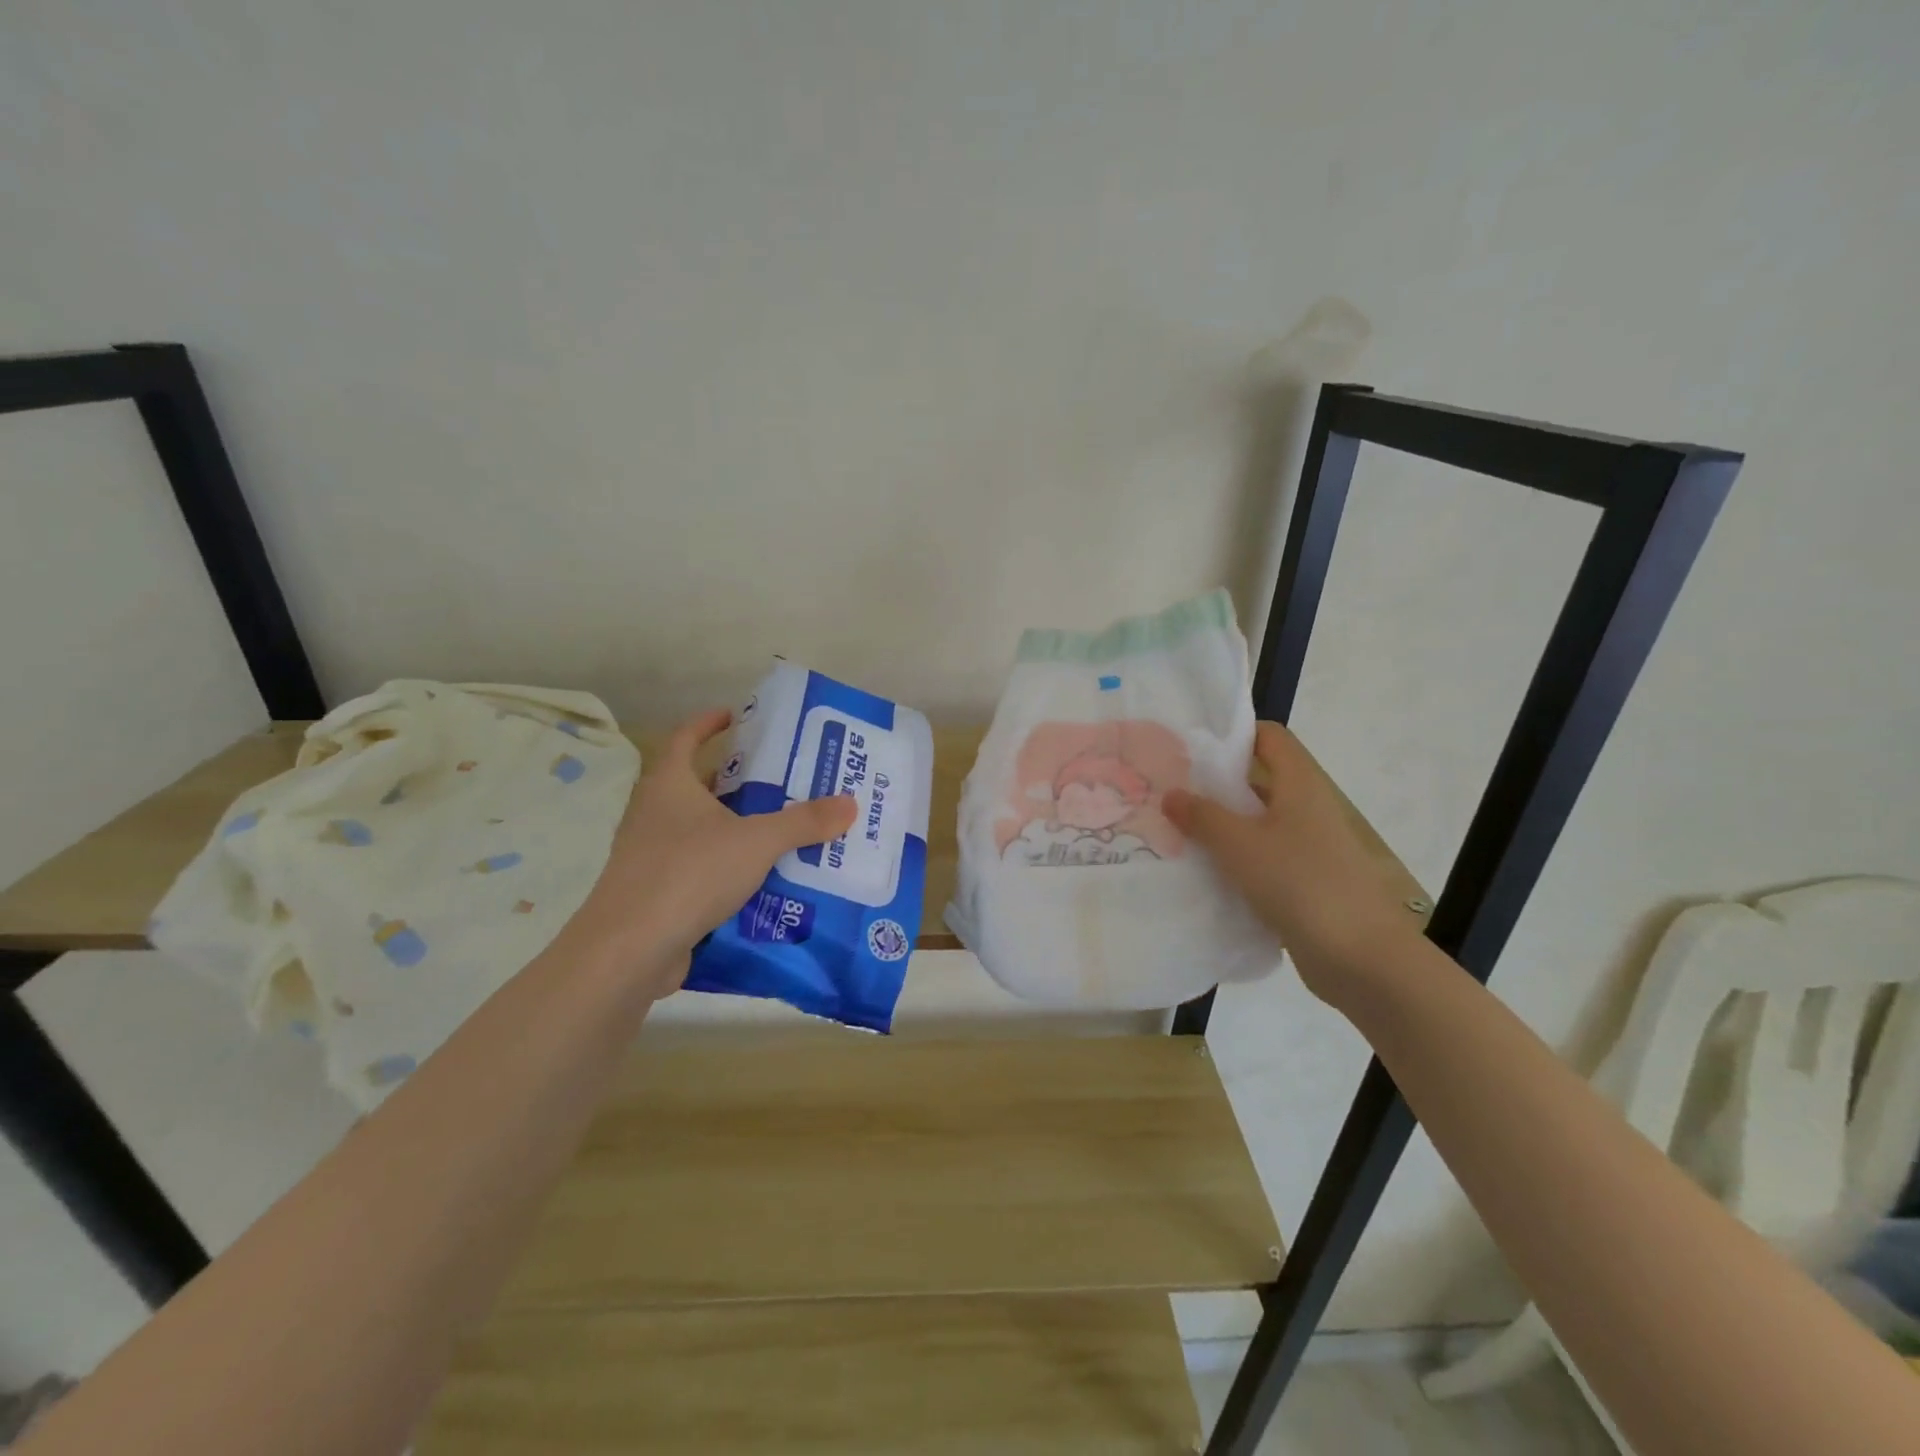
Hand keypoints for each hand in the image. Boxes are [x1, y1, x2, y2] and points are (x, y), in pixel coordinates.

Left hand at [564, 708, 856, 997]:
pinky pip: (699, 869)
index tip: (735, 716)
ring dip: (735, 827)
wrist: (630, 950)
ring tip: (781, 829)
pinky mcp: (656, 894)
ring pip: (700, 831)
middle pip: (697, 786)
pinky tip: (762, 880)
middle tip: (780, 779)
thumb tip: (850, 803)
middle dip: (736, 781)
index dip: (708, 723)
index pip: (684, 738)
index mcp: (669, 785)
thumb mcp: (756, 841)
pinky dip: (727, 868)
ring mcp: (650, 856)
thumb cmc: (689, 873)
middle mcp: (653, 814)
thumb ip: (803, 822)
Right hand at [1163, 721, 1424, 1004]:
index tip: (1190, 746)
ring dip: (1221, 826)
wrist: (1361, 958)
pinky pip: (1263, 859)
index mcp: (1300, 785)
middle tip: (1169, 791)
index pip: (1269, 738)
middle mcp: (1307, 809)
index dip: (1233, 734)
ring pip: (1257, 823)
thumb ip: (1202, 816)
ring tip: (1174, 831)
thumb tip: (1171, 794)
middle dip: (1215, 784)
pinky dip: (1235, 860)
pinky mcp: (1305, 882)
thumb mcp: (1240, 844)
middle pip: (1258, 780)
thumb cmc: (1300, 883)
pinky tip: (1202, 872)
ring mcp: (1309, 848)